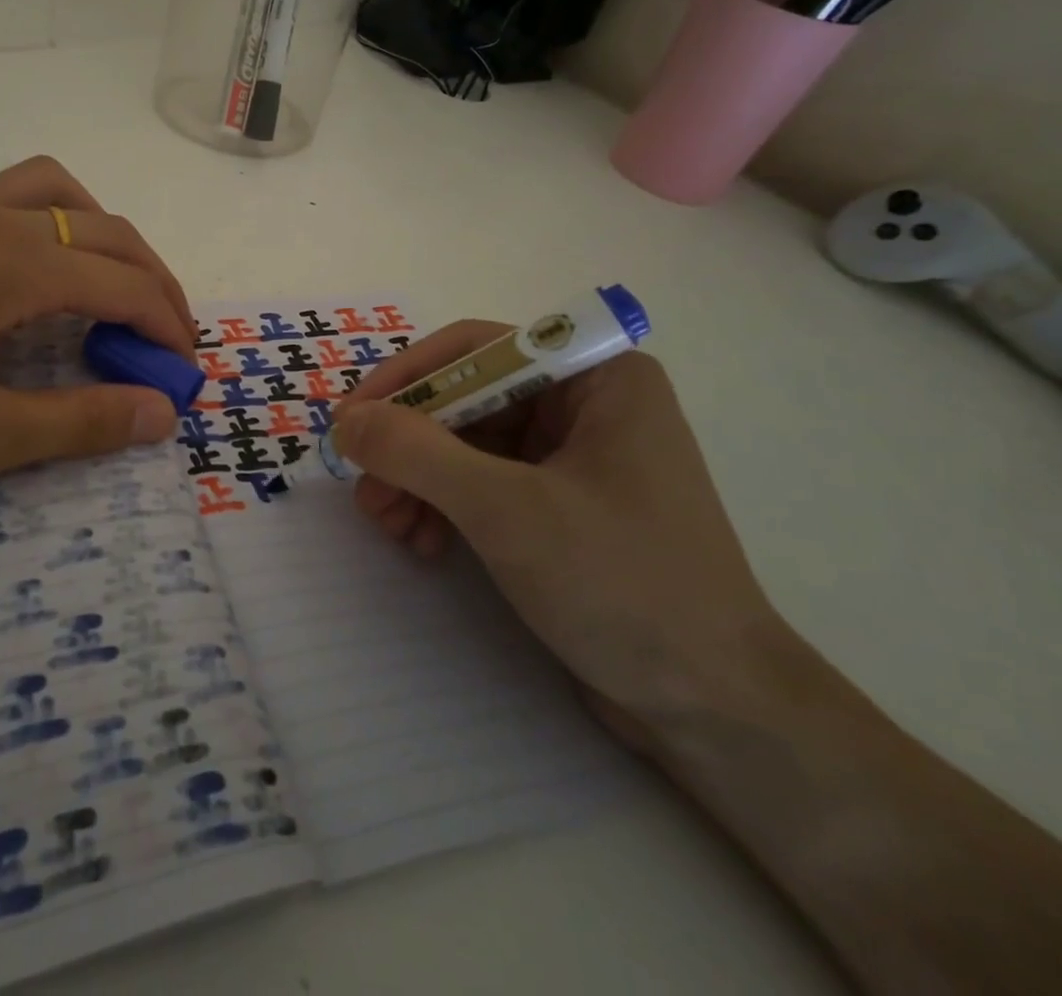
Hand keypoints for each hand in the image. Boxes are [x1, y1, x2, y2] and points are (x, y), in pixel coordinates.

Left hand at [0, 156, 195, 488]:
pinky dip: (58, 219)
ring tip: (112, 291)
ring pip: (65, 195)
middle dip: (156, 284)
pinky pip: (17, 195)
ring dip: (109, 237)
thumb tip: (161, 413)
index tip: (184, 375)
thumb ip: (78, 423)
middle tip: (164, 343)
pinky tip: (39, 269)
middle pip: (111, 234)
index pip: (128, 284)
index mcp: (16, 267)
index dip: (169, 328)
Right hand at [332, 323, 785, 730]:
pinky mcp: (561, 505)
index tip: (350, 420)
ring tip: (388, 524)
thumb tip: (346, 421)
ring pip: (466, 444)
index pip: (475, 350)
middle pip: (465, 400)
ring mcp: (574, 457)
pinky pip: (482, 483)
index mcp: (596, 378)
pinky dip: (444, 505)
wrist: (715, 711)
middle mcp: (585, 405)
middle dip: (408, 445)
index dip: (405, 379)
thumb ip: (417, 453)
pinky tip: (422, 542)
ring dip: (418, 479)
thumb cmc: (623, 585)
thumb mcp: (506, 510)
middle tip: (364, 487)